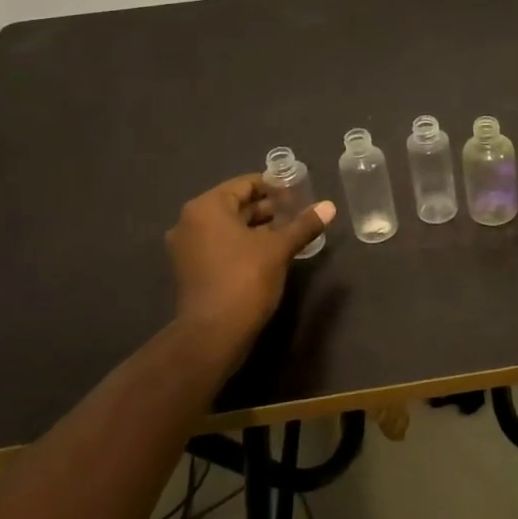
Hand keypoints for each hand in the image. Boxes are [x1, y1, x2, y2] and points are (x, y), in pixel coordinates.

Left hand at [164, 175, 334, 365]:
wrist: (213, 334)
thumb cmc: (244, 280)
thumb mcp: (279, 249)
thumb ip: (303, 225)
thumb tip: (330, 206)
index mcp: (206, 208)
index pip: (245, 184)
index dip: (274, 187)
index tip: (298, 194)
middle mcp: (190, 222)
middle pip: (235, 205)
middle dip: (267, 209)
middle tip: (298, 213)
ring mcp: (187, 248)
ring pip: (229, 227)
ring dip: (258, 227)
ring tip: (289, 232)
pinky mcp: (192, 270)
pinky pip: (221, 245)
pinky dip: (244, 244)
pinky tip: (270, 253)